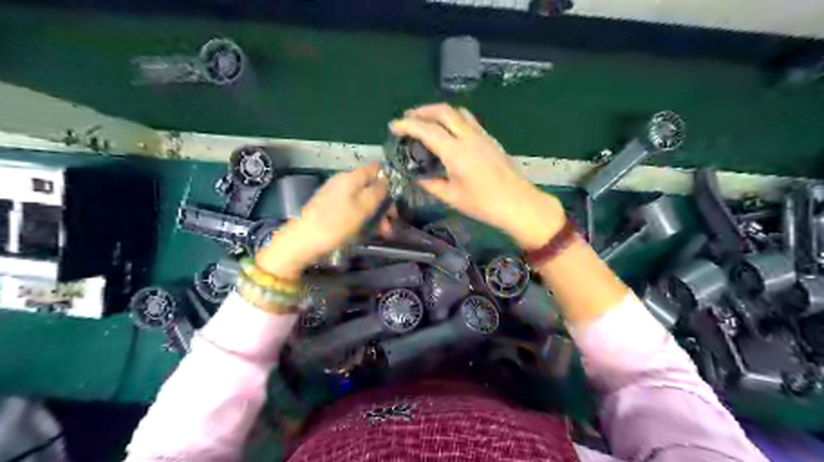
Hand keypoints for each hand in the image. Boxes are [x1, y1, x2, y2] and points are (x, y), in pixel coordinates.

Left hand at [256, 163, 387, 278]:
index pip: (375, 169)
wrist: (302, 241)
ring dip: (375, 215)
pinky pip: (352, 209)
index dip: (389, 180)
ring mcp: (334, 195)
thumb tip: (387, 180)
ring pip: (362, 200)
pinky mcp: (329, 208)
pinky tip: (368, 232)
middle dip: (383, 204)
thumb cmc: (335, 224)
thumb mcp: (362, 208)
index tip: (398, 197)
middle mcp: (342, 182)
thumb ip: (377, 192)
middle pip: (369, 187)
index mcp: (350, 178)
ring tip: (383, 233)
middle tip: (391, 223)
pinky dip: (363, 218)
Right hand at [391, 103, 563, 247]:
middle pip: (443, 111)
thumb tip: (417, 177)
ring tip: (426, 121)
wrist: (519, 204)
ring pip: (458, 112)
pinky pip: (468, 120)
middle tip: (408, 119)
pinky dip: (453, 119)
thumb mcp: (452, 197)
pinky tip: (448, 132)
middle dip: (422, 111)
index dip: (407, 125)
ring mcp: (482, 136)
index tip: (393, 126)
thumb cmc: (484, 204)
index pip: (427, 130)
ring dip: (439, 112)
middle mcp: (469, 137)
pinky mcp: (490, 139)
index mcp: (456, 153)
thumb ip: (431, 184)